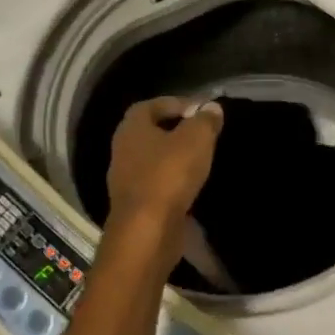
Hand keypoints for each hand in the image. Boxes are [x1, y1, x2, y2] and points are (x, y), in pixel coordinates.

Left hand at [106, 97, 223, 231]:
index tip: (200, 110)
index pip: (151, 105)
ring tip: (201, 158)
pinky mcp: (135, 204)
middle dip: (175, 130)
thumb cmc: (169, 175)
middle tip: (202, 133)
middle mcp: (122, 150)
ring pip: (152, 158)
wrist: (147, 231)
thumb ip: (205, 120)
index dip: (176, 103)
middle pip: (150, 132)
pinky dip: (172, 179)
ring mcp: (125, 179)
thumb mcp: (196, 139)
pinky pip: (155, 182)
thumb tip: (211, 108)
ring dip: (174, 156)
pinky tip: (192, 184)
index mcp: (132, 128)